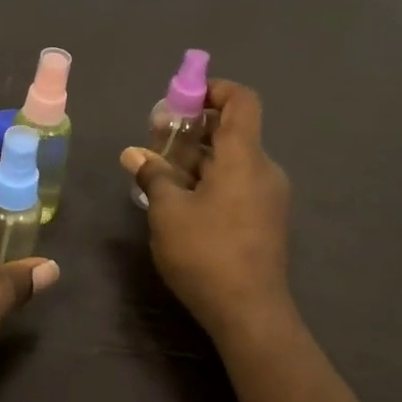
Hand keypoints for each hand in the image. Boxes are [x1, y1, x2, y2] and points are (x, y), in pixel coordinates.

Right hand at [122, 79, 292, 341]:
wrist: (250, 313)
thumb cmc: (206, 253)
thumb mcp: (168, 211)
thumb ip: (153, 175)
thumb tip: (133, 154)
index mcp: (244, 157)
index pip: (242, 100)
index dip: (214, 89)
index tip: (182, 99)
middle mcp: (263, 169)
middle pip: (231, 132)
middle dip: (192, 129)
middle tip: (155, 137)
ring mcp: (268, 197)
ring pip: (231, 162)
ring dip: (197, 159)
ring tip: (158, 171)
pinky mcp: (265, 220)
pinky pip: (237, 185)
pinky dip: (209, 181)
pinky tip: (179, 200)